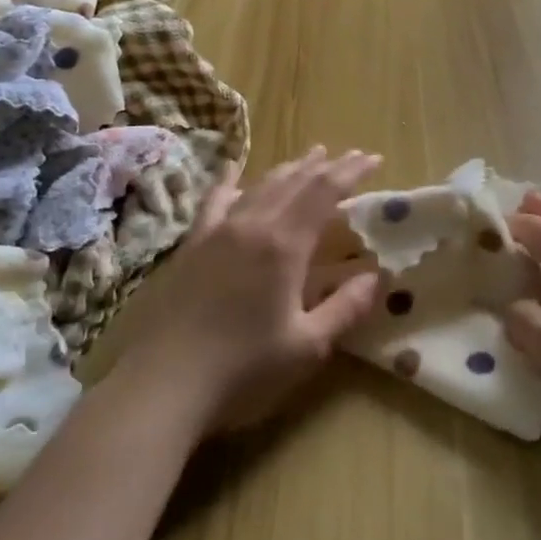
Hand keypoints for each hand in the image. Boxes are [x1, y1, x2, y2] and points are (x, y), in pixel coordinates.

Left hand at [115, 147, 385, 435]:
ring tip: (311, 156)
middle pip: (296, 182)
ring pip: (262, 184)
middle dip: (327, 166)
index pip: (325, 192)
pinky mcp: (193, 244)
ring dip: (291, 168)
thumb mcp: (306, 347)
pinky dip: (231, 180)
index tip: (373, 158)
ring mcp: (219, 230)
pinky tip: (235, 169)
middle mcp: (253, 224)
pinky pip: (216, 200)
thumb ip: (345, 308)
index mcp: (285, 245)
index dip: (351, 172)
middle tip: (352, 155)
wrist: (163, 384)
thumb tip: (377, 276)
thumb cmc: (242, 370)